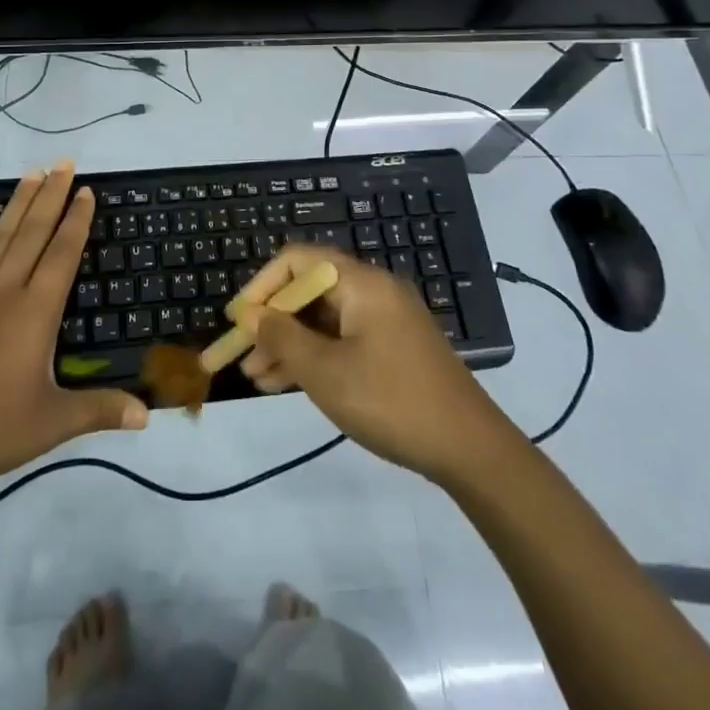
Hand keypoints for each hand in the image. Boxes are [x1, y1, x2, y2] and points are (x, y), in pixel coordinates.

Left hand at [0, 162, 146, 494]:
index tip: (86, 190)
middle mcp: (3, 292)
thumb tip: (148, 415)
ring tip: (32, 172)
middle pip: (33, 234)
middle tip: (65, 163)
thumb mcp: (50, 424)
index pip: (62, 254)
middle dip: (52, 196)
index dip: (76, 221)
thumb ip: (99, 411)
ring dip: (17, 204)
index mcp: (34, 313)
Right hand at [228, 246, 515, 483]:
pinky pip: (342, 339)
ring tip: (256, 378)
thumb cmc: (391, 401)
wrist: (470, 449)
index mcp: (360, 283)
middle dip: (272, 321)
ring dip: (289, 343)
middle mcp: (373, 291)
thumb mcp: (326, 372)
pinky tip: (287, 384)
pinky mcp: (392, 348)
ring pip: (323, 319)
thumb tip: (249, 313)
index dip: (262, 285)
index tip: (239, 320)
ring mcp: (385, 320)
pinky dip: (315, 356)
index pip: (298, 260)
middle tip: (242, 356)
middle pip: (309, 290)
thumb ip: (282, 337)